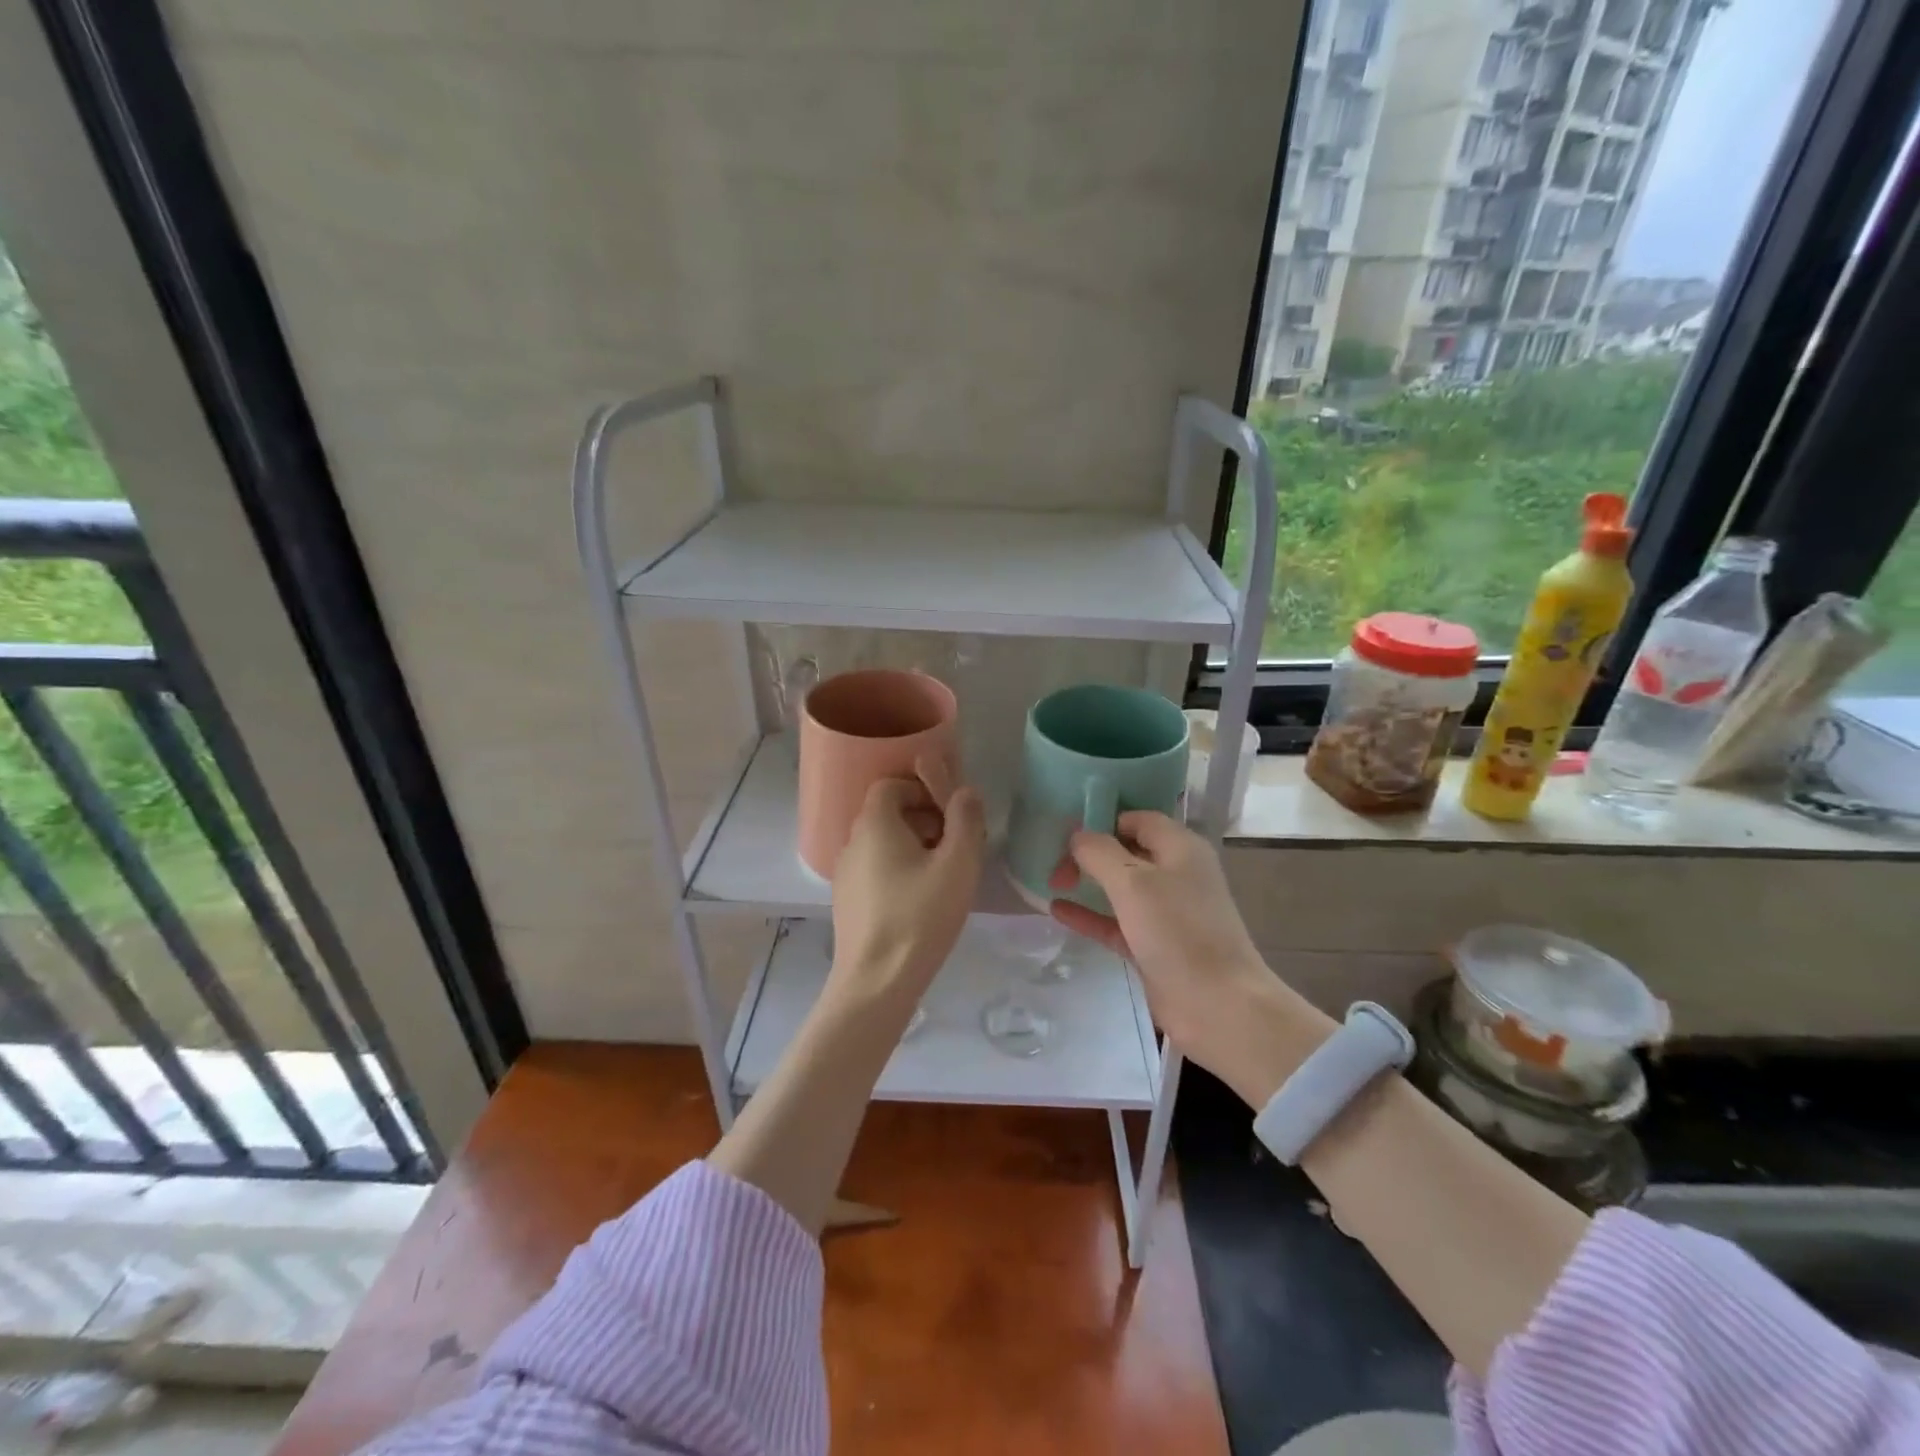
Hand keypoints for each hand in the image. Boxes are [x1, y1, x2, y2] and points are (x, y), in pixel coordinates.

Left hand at [827, 774, 985, 1017]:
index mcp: (874, 825)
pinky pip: (874, 870)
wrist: (877, 981)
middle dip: (923, 819)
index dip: (922, 790)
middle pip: (887, 814)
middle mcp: (852, 842)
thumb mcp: (958, 864)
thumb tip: (965, 791)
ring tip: (942, 875)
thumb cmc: (921, 915)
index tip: (950, 815)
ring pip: (881, 844)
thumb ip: (966, 820)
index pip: (890, 785)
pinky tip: (919, 901)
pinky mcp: (846, 901)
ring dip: (912, 846)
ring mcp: (844, 874)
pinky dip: (897, 870)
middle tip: (954, 845)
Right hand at [1049, 812, 1331, 1103]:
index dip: (1103, 820)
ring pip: (1120, 888)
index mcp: (1180, 849)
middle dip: (1090, 853)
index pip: (1137, 819)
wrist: (1218, 1006)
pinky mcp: (1153, 945)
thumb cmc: (1178, 932)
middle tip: (1055, 863)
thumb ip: (1099, 853)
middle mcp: (1175, 874)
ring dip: (1088, 883)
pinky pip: (1115, 921)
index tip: (1066, 832)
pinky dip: (1089, 914)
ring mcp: (1165, 912)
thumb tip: (1077, 835)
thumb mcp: (1133, 883)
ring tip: (1050, 882)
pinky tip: (1057, 911)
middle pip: (1126, 851)